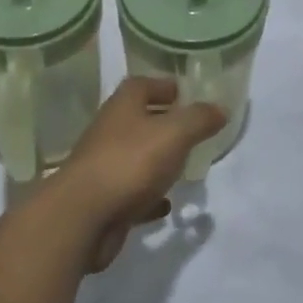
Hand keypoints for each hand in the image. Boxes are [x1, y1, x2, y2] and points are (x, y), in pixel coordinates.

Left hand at [52, 76, 224, 270]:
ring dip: (157, 160)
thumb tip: (220, 108)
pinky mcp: (105, 200)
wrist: (83, 217)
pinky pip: (133, 193)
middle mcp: (110, 130)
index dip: (165, 86)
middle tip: (194, 131)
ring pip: (136, 156)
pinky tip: (166, 204)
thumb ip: (199, 119)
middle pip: (140, 119)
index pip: (143, 84)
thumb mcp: (174, 134)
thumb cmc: (130, 163)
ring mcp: (105, 166)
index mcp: (123, 105)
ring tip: (184, 166)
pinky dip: (149, 196)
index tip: (188, 94)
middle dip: (164, 123)